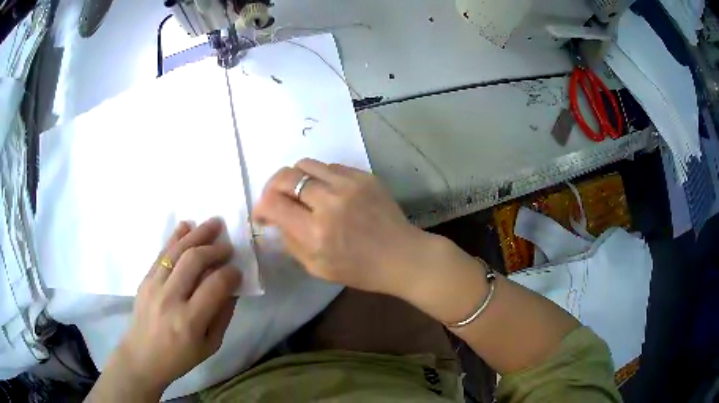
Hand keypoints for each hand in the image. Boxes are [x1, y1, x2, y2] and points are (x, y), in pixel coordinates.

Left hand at [103, 218, 240, 396]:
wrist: (142, 356)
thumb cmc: (180, 357)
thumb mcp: (210, 345)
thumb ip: (223, 315)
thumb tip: (232, 288)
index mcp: (190, 321)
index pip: (215, 285)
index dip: (230, 273)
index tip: (238, 271)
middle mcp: (170, 298)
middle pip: (194, 260)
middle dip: (215, 248)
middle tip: (228, 246)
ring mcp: (153, 286)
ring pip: (177, 251)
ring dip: (197, 234)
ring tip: (213, 224)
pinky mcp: (144, 279)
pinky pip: (161, 253)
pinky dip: (175, 237)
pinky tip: (186, 226)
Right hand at [254, 159, 436, 297]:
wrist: (401, 255)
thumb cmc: (359, 270)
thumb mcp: (316, 268)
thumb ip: (290, 241)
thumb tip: (274, 218)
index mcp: (315, 232)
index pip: (272, 203)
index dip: (260, 207)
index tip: (263, 214)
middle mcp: (329, 201)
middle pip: (285, 176)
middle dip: (272, 188)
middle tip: (276, 200)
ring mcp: (349, 184)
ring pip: (305, 164)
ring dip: (295, 178)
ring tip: (300, 193)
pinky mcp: (364, 176)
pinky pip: (329, 166)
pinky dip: (319, 177)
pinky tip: (326, 192)